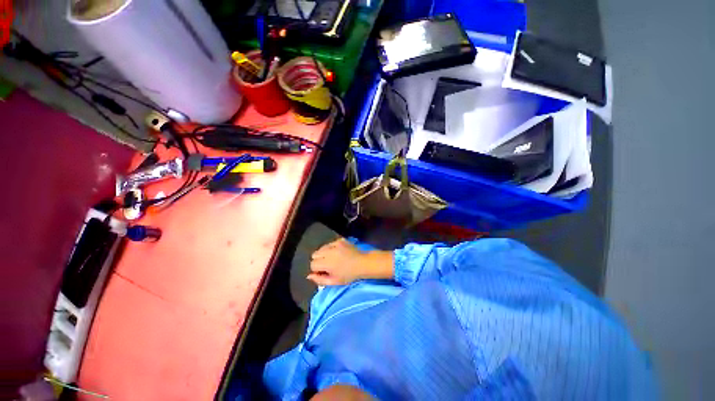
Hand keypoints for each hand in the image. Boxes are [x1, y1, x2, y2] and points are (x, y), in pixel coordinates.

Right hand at [308, 238, 392, 285]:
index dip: (318, 270)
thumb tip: (308, 276)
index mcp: (326, 263)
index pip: (313, 265)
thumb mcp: (334, 281)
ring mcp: (334, 244)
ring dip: (324, 254)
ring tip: (333, 259)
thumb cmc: (350, 275)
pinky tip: (339, 253)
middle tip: (328, 266)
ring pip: (321, 248)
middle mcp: (328, 252)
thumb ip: (320, 280)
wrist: (364, 264)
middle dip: (319, 261)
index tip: (325, 272)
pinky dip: (331, 248)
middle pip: (314, 255)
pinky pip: (330, 244)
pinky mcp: (340, 240)